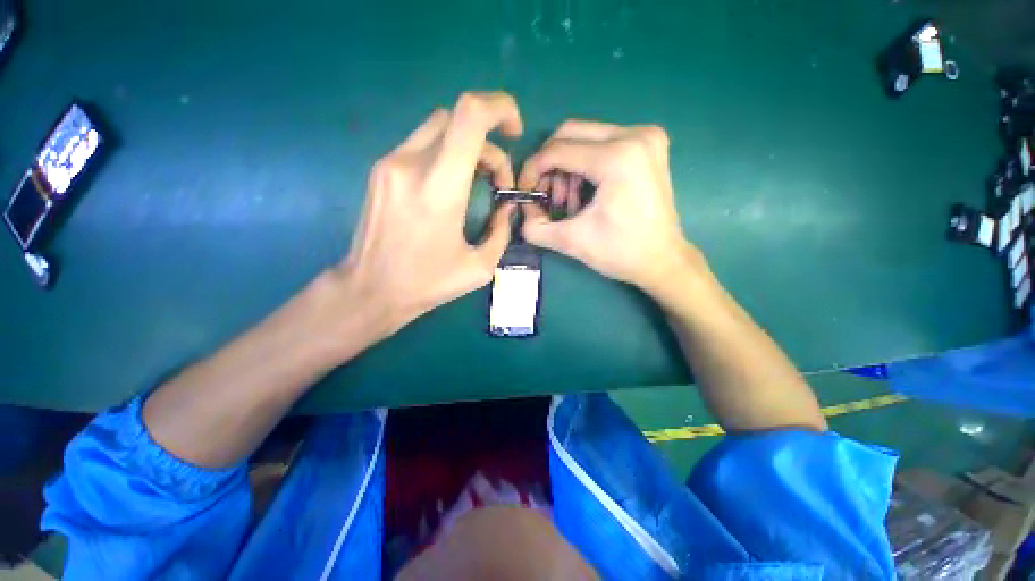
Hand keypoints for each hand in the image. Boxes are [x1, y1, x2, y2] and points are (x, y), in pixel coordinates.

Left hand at [338, 92, 522, 332]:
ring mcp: (390, 163)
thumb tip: (507, 208)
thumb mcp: (480, 267)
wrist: (371, 289)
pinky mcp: (381, 169)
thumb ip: (501, 231)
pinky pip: (422, 144)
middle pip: (458, 118)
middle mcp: (411, 164)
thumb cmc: (428, 283)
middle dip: (489, 143)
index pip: (470, 116)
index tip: (514, 132)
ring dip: (468, 146)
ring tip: (477, 182)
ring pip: (439, 127)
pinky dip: (447, 154)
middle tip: (497, 179)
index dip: (500, 108)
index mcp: (440, 188)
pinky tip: (451, 185)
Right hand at [517, 121, 700, 295]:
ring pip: (585, 137)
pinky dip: (586, 165)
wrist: (663, 259)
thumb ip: (535, 227)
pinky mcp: (649, 143)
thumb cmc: (621, 252)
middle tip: (549, 197)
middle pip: (570, 133)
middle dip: (550, 166)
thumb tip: (522, 210)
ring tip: (570, 202)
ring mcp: (646, 136)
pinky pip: (602, 142)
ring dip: (568, 167)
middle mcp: (635, 135)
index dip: (533, 170)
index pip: (557, 150)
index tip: (526, 192)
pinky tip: (587, 193)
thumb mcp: (572, 242)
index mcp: (617, 158)